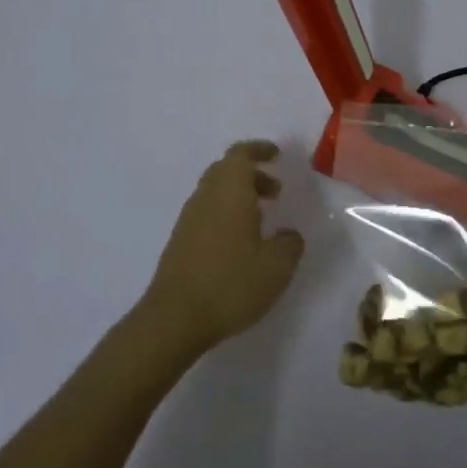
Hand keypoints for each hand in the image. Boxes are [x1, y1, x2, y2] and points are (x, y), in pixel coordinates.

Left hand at [140, 140, 305, 354]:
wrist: (175, 317)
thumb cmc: (231, 283)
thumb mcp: (277, 266)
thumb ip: (290, 244)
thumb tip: (289, 235)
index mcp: (229, 191)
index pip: (241, 154)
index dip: (259, 149)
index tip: (277, 155)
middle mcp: (205, 197)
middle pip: (226, 170)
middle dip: (252, 174)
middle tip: (275, 192)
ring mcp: (188, 219)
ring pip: (214, 192)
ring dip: (239, 196)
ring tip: (262, 220)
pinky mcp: (180, 241)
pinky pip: (206, 213)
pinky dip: (226, 215)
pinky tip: (240, 244)